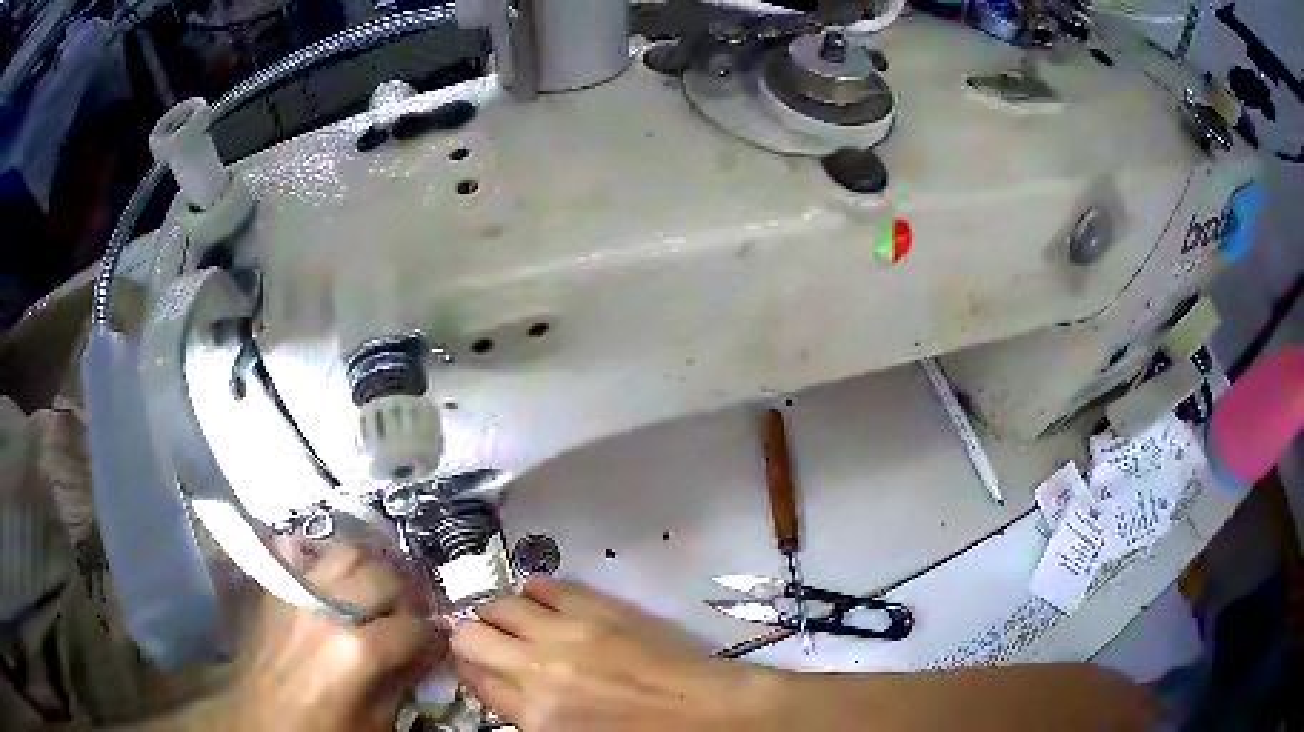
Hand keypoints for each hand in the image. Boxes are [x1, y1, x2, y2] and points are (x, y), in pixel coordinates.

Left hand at [218, 543, 445, 731]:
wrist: (258, 717)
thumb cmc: (321, 728)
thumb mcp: (376, 722)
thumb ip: (404, 682)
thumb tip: (428, 652)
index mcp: (357, 653)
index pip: (414, 627)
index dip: (432, 635)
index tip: (435, 641)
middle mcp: (327, 610)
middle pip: (383, 577)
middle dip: (406, 595)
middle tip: (409, 612)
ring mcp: (296, 591)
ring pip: (347, 551)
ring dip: (369, 569)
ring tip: (374, 588)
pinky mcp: (274, 585)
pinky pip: (302, 552)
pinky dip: (323, 559)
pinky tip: (332, 579)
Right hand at [450, 578, 769, 731]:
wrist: (706, 715)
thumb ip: (526, 714)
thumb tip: (501, 688)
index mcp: (535, 713)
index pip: (472, 678)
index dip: (466, 670)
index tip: (472, 666)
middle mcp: (539, 667)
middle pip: (470, 635)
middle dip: (470, 639)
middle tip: (488, 645)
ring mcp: (569, 631)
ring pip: (501, 603)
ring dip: (499, 613)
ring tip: (514, 623)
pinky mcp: (600, 607)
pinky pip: (548, 584)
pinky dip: (536, 591)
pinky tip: (542, 601)